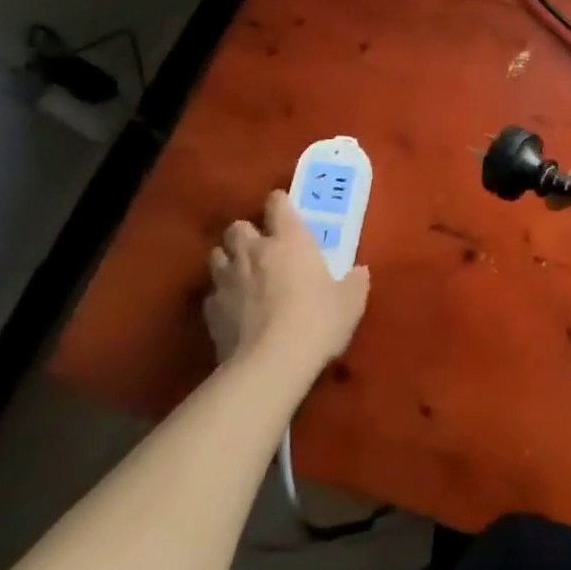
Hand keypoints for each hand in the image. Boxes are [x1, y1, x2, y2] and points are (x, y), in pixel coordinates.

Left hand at [203, 190, 369, 372]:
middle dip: (246, 233)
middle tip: (260, 247)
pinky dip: (220, 297)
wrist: (270, 365)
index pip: (277, 204)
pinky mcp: (210, 312)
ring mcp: (228, 280)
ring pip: (216, 255)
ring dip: (228, 260)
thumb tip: (359, 273)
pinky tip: (232, 310)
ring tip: (241, 274)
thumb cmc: (317, 322)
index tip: (285, 212)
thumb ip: (354, 282)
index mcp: (289, 240)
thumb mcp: (350, 302)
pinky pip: (212, 294)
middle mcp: (254, 251)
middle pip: (238, 226)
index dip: (279, 204)